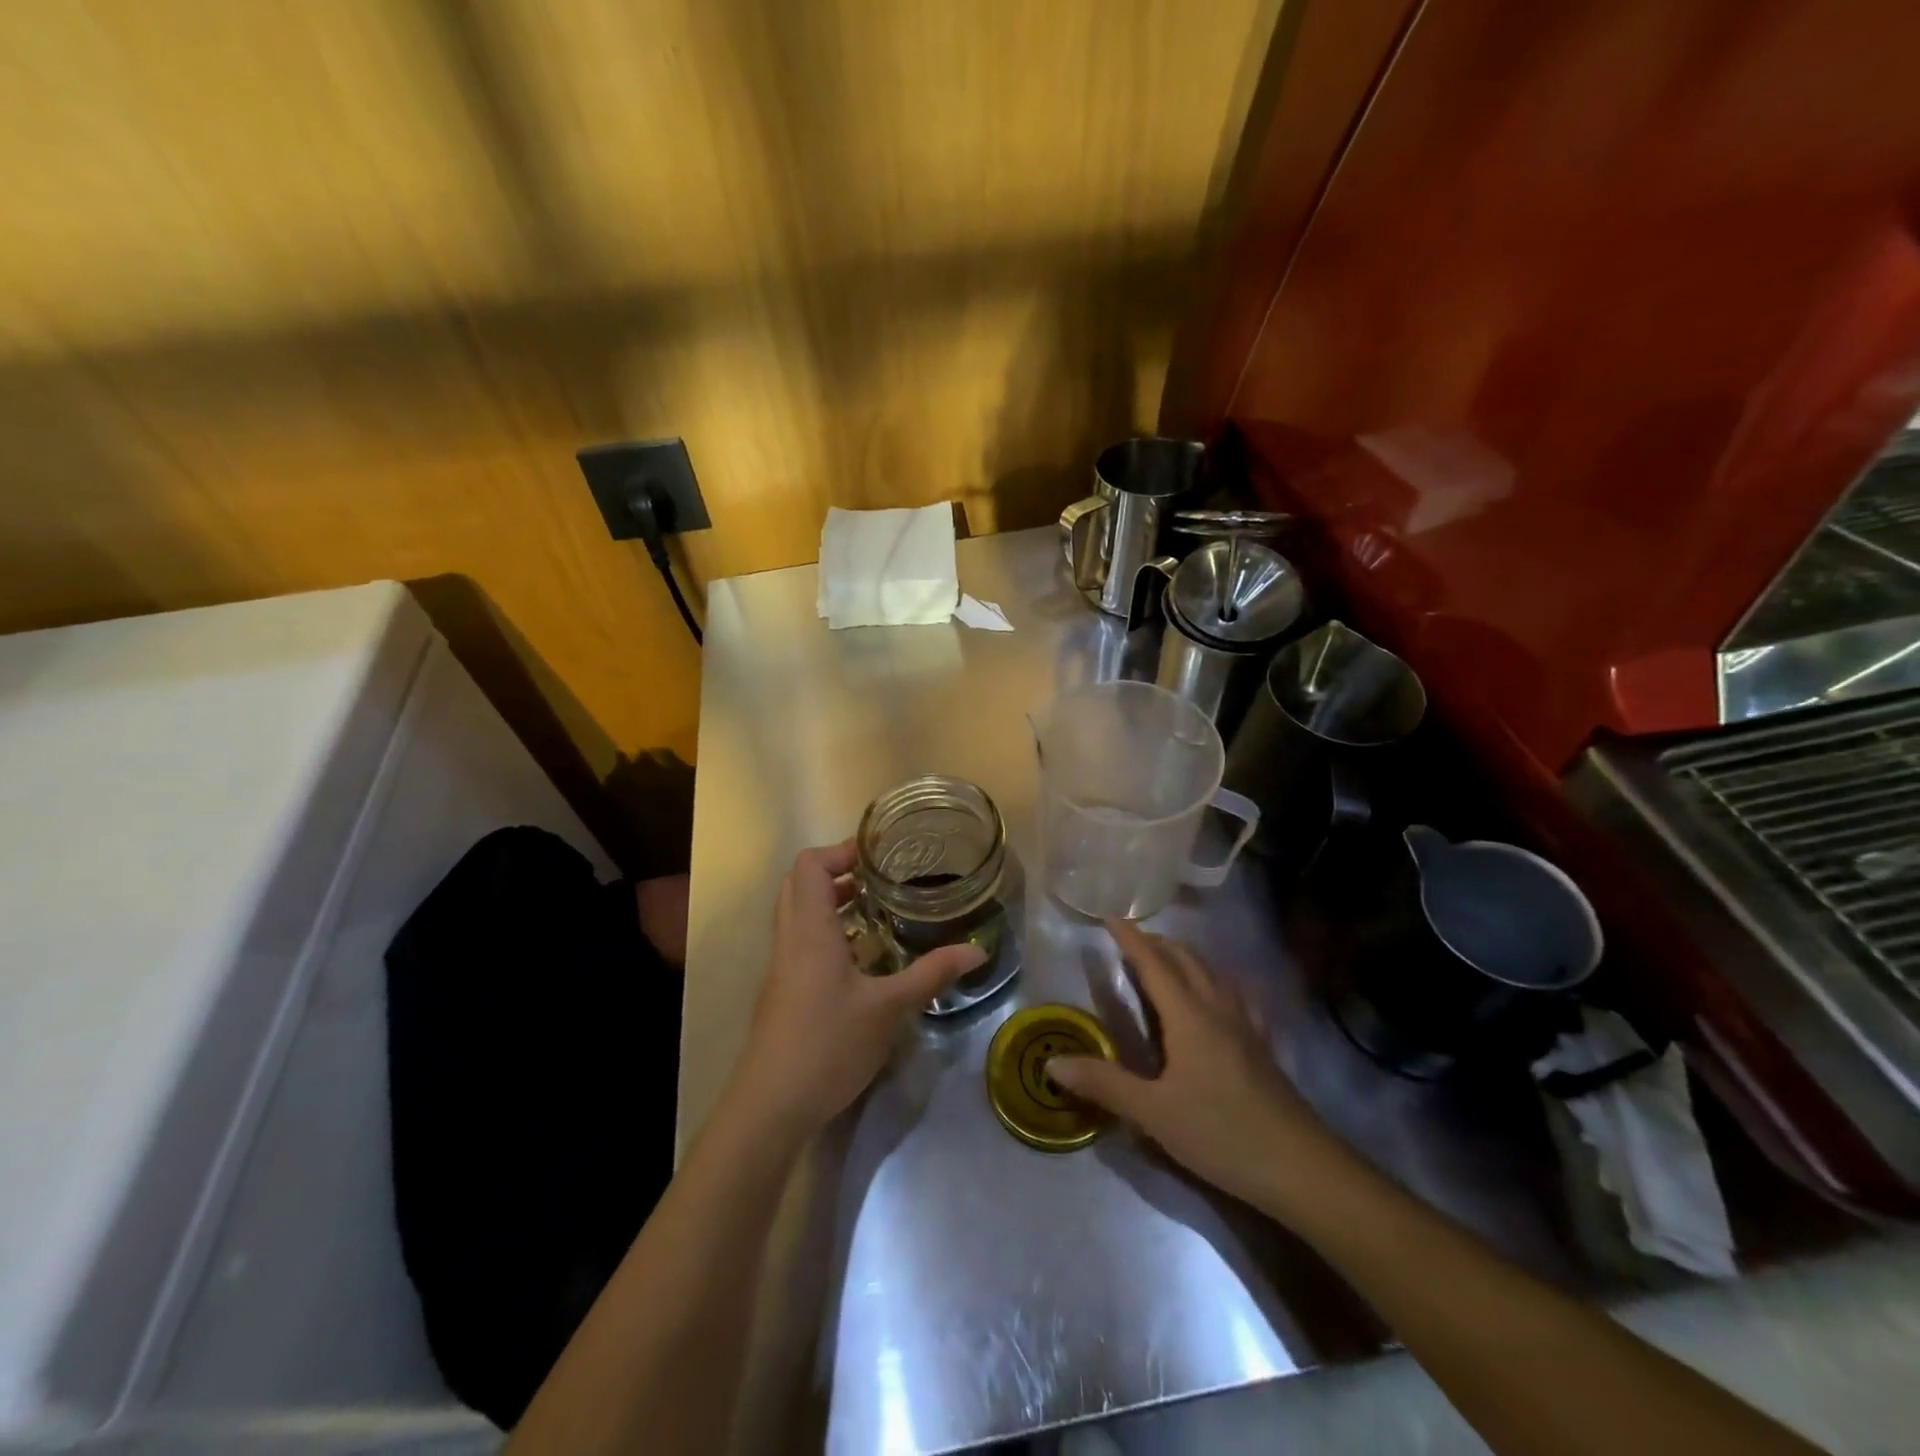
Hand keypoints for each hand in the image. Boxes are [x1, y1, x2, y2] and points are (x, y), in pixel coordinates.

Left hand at [729, 841, 984, 1138]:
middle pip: (800, 883)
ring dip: (830, 901)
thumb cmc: (828, 1045)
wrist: (770, 1106)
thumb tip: (977, 951)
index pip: (810, 865)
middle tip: (879, 879)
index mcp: (810, 930)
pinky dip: (825, 929)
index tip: (879, 857)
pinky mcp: (781, 990)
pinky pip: (799, 939)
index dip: (840, 851)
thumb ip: (931, 974)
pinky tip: (860, 955)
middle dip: (836, 871)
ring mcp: (781, 966)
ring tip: (875, 909)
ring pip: (798, 912)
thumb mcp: (888, 1008)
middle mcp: (789, 939)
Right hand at [1049, 920, 1348, 1211]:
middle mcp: (1217, 1009)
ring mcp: (1245, 1026)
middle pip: (1186, 960)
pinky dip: (1214, 982)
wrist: (1301, 1167)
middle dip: (1158, 943)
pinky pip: (1234, 996)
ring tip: (1167, 959)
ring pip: (1212, 974)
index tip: (1111, 917)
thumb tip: (1052, 1063)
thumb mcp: (1154, 1113)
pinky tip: (1218, 997)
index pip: (1154, 964)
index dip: (1131, 939)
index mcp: (1189, 1016)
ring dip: (1185, 958)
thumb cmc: (1221, 1133)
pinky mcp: (1261, 1047)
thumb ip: (1104, 1084)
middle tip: (1132, 938)